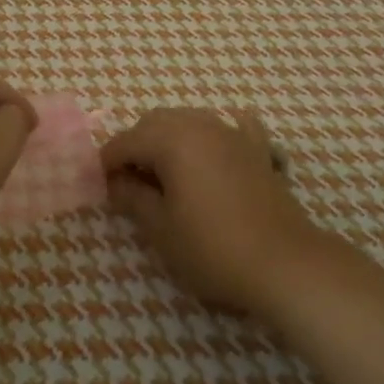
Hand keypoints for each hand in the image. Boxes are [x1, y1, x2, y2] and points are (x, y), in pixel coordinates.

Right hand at [103, 108, 321, 316]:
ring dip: (169, 137)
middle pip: (155, 122)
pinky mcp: (258, 150)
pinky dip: (216, 134)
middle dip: (136, 144)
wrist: (285, 264)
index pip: (125, 141)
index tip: (98, 185)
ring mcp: (233, 134)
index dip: (107, 162)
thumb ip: (133, 198)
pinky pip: (232, 127)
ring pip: (189, 120)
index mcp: (171, 140)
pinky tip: (216, 146)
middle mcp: (200, 125)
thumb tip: (116, 182)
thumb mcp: (161, 229)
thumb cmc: (213, 248)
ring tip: (164, 172)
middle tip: (128, 181)